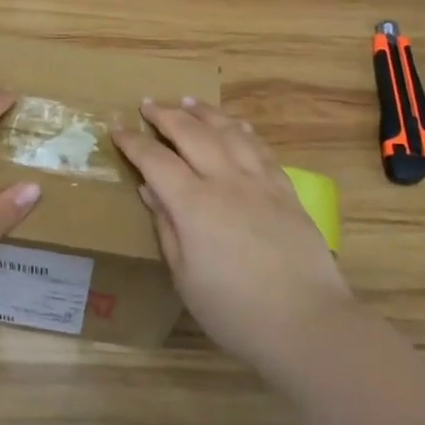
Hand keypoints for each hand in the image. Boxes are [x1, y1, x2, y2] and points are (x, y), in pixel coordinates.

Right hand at [113, 99, 354, 376]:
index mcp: (194, 204)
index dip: (133, 142)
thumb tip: (150, 190)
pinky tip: (236, 125)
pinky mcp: (286, 191)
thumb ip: (166, 228)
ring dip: (205, 113)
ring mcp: (260, 182)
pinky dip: (243, 130)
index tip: (117, 127)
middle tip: (148, 104)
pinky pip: (261, 148)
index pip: (155, 160)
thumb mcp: (185, 277)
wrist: (307, 324)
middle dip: (166, 115)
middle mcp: (226, 181)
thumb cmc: (234, 311)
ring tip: (188, 101)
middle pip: (192, 134)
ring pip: (228, 132)